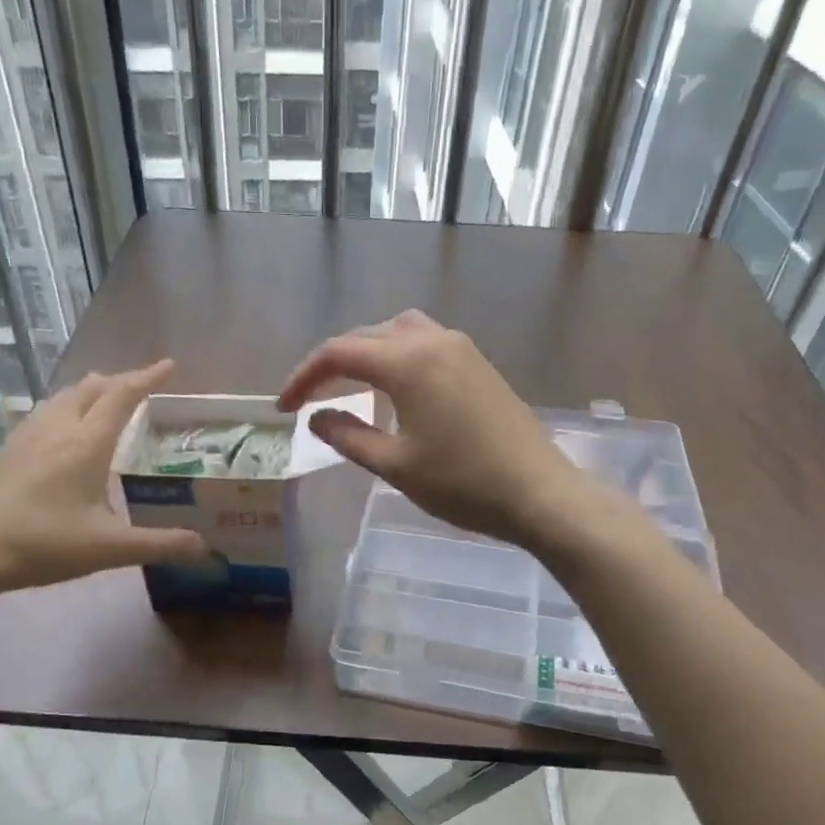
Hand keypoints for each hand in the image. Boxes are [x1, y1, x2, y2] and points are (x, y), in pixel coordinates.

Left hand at [0, 359, 207, 595]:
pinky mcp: (4, 454)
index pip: (122, 396)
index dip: (148, 378)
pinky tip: (58, 435)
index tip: (170, 366)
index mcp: (85, 445)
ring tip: (104, 402)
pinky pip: (40, 417)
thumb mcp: (109, 549)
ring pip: (61, 399)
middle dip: (120, 381)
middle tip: (141, 387)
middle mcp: (55, 430)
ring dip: (89, 392)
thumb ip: (161, 545)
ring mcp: (24, 439)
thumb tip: (207, 549)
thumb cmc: (42, 544)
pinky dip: (63, 411)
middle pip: (90, 388)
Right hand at [278, 311, 606, 549]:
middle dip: (332, 363)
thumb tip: (316, 418)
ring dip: (367, 352)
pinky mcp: (479, 364)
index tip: (284, 408)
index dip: (304, 377)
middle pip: (367, 335)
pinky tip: (395, 389)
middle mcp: (433, 341)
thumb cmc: (463, 484)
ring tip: (350, 386)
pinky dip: (397, 357)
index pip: (339, 353)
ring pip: (398, 332)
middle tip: (310, 398)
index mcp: (408, 362)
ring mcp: (461, 349)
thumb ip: (349, 436)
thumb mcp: (395, 465)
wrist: (539, 493)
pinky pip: (425, 344)